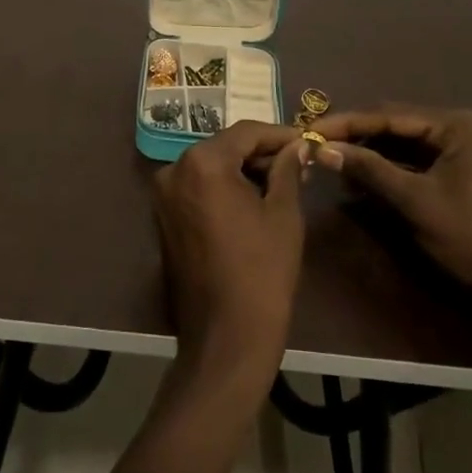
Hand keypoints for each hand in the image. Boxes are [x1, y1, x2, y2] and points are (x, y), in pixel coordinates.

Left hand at [152, 121, 306, 392]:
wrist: (226, 340)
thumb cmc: (262, 273)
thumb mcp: (283, 215)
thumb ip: (288, 171)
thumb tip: (298, 146)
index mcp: (202, 162)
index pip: (246, 132)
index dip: (280, 135)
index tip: (308, 141)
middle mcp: (175, 170)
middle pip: (225, 147)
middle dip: (261, 153)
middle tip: (298, 164)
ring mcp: (164, 195)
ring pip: (210, 167)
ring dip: (243, 170)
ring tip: (281, 183)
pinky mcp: (163, 218)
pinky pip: (197, 189)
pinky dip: (223, 188)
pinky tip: (252, 201)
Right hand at [313, 107, 471, 313]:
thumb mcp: (416, 201)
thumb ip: (370, 170)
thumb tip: (322, 149)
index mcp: (455, 125)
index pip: (390, 116)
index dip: (348, 123)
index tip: (312, 129)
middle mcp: (456, 128)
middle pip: (393, 125)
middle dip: (356, 136)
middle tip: (317, 143)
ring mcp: (456, 149)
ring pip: (399, 142)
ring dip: (367, 152)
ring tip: (331, 160)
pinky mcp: (452, 170)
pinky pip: (410, 160)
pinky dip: (384, 167)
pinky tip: (357, 176)